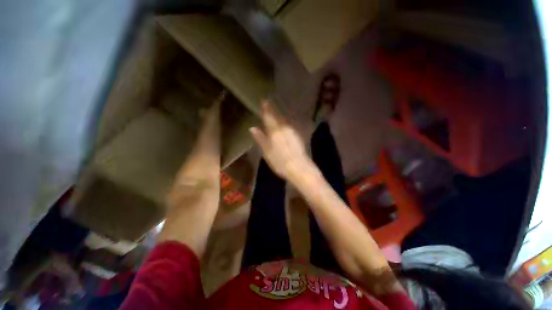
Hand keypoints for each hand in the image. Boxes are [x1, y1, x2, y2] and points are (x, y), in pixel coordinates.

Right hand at [250, 101, 311, 179]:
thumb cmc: (279, 161)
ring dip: (280, 118)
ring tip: (276, 115)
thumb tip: (252, 128)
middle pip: (278, 117)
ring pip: (284, 122)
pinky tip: (284, 127)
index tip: (264, 101)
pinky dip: (285, 125)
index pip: (269, 117)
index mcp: (275, 131)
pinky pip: (289, 127)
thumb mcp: (266, 151)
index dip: (266, 109)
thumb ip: (260, 138)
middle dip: (273, 112)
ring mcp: (293, 132)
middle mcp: (285, 129)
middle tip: (269, 106)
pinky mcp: (298, 137)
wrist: (298, 167)